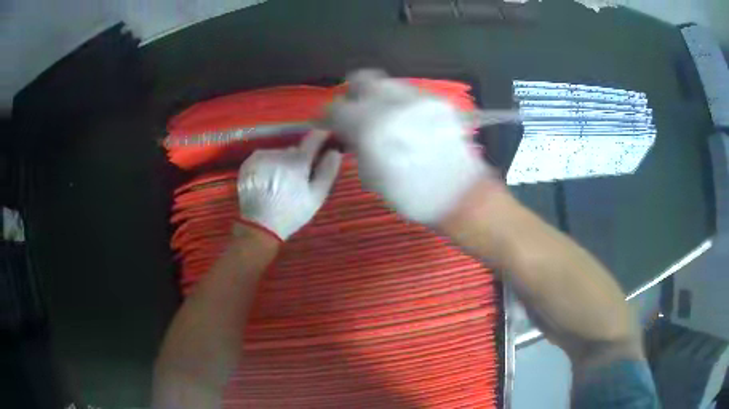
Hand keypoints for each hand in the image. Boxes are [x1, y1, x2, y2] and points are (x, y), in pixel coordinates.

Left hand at [236, 131, 342, 239]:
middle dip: (299, 159)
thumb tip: (334, 151)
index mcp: (297, 161)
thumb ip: (328, 171)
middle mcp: (278, 153)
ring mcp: (261, 157)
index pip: (313, 138)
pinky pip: (264, 158)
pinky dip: (269, 165)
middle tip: (299, 177)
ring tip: (281, 182)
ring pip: (279, 154)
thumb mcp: (316, 197)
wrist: (259, 225)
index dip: (322, 137)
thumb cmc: (292, 213)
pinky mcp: (249, 162)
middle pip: (294, 150)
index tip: (326, 139)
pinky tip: (268, 181)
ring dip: (283, 162)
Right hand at [327, 69, 489, 224]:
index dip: (328, 115)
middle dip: (354, 94)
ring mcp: (419, 98)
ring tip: (386, 118)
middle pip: (362, 79)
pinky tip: (409, 122)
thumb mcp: (371, 176)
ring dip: (379, 97)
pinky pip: (410, 93)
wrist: (459, 193)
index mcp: (370, 128)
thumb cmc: (411, 195)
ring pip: (387, 82)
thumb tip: (348, 130)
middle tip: (357, 112)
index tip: (331, 123)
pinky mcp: (438, 100)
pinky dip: (402, 104)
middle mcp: (393, 104)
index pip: (336, 107)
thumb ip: (355, 145)